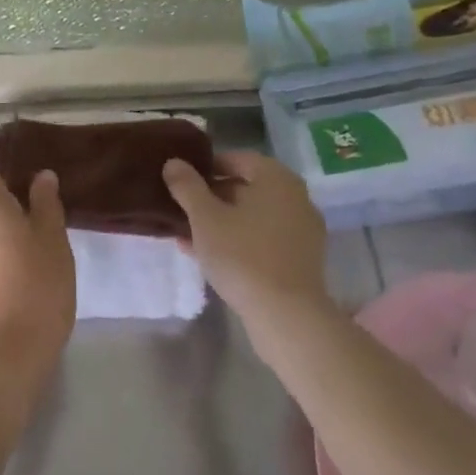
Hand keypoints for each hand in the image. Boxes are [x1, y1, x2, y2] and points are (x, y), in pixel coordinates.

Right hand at [162, 151, 329, 332]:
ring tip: (189, 236)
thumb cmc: (242, 255)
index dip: (206, 168)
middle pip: (246, 187)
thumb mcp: (205, 218)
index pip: (236, 159)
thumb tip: (174, 162)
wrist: (286, 315)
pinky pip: (263, 238)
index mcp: (276, 178)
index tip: (181, 183)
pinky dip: (239, 241)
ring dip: (222, 222)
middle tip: (182, 210)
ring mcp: (302, 229)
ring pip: (252, 216)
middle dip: (212, 198)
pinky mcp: (301, 258)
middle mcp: (295, 196)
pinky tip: (211, 257)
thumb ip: (187, 186)